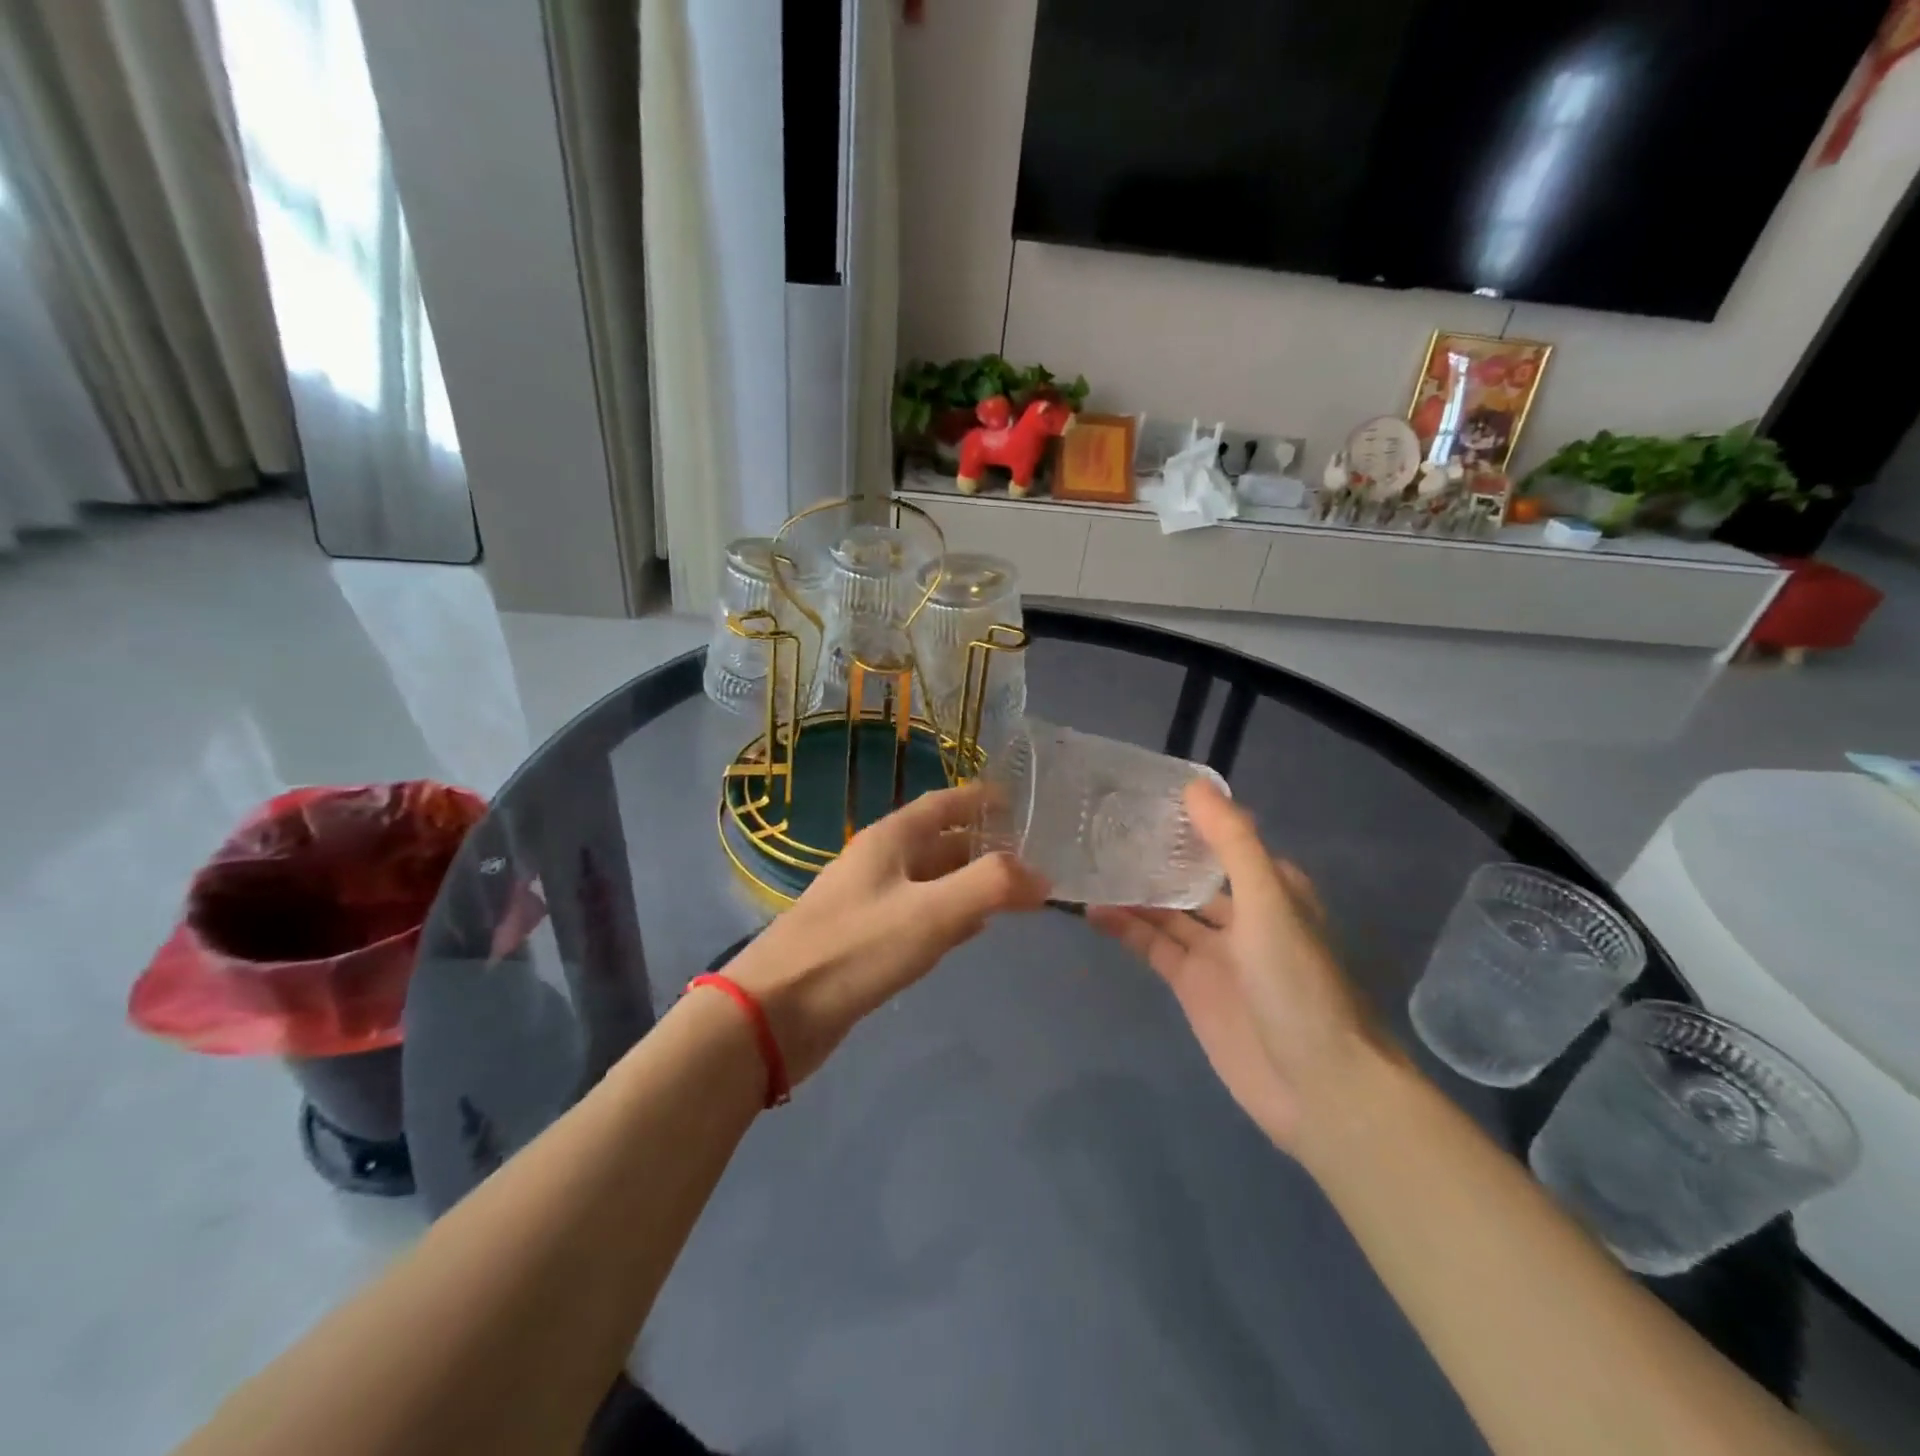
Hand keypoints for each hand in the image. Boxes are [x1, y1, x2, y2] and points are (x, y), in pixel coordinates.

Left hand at [726, 782, 1048, 1084]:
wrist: (775, 1013)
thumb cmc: (855, 949)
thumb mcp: (931, 912)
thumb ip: (990, 886)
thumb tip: (1041, 876)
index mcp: (889, 840)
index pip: (942, 803)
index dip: (979, 798)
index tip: (1020, 800)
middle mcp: (879, 863)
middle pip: (939, 842)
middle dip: (983, 845)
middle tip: (1032, 855)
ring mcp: (869, 903)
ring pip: (930, 880)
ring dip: (969, 881)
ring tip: (1014, 890)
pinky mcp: (865, 942)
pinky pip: (919, 915)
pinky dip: (950, 915)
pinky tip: (971, 930)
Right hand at [1088, 780, 1385, 1153]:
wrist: (1318, 1087)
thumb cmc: (1299, 984)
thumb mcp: (1268, 903)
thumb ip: (1232, 843)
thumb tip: (1193, 786)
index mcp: (1271, 888)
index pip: (1224, 839)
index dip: (1189, 818)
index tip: (1142, 794)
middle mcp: (1243, 914)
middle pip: (1190, 875)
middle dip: (1154, 854)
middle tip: (1100, 826)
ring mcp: (1216, 952)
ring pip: (1166, 910)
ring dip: (1133, 890)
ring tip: (1086, 863)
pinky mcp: (1192, 986)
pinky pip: (1154, 946)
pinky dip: (1126, 928)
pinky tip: (1093, 910)